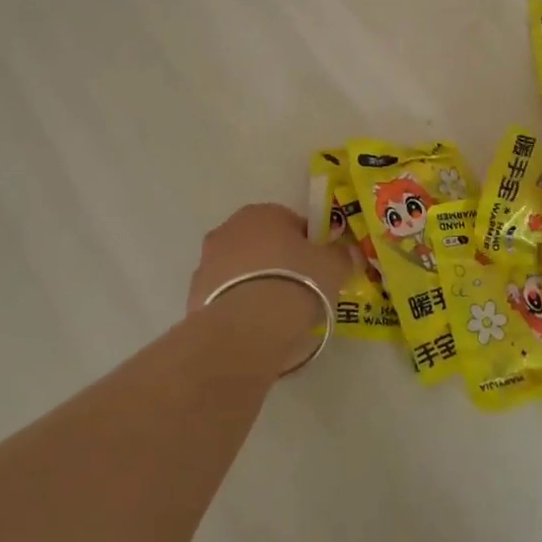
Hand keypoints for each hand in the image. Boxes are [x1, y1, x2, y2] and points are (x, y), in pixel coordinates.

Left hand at [186, 204, 353, 361]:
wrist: (247, 328)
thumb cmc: (295, 282)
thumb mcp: (333, 267)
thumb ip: (342, 255)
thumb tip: (347, 251)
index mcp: (262, 213)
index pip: (291, 223)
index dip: (309, 246)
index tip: (320, 269)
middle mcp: (228, 229)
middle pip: (262, 244)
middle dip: (278, 263)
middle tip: (300, 291)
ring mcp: (206, 262)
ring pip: (240, 271)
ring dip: (255, 284)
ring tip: (277, 315)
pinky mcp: (193, 296)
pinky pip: (225, 297)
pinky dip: (239, 307)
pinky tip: (255, 328)